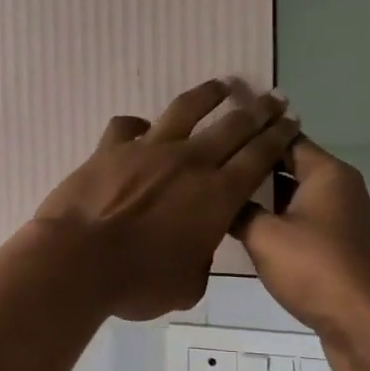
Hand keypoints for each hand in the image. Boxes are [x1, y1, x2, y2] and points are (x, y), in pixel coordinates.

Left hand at [32, 80, 300, 321]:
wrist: (78, 260)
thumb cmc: (138, 282)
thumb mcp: (186, 285)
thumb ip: (201, 260)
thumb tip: (197, 247)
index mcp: (218, 195)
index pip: (258, 157)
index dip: (278, 137)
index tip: (291, 121)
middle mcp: (189, 162)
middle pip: (233, 126)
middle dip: (259, 111)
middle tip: (274, 98)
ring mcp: (149, 149)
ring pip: (186, 110)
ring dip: (209, 95)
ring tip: (224, 85)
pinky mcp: (112, 148)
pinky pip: (128, 126)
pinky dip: (138, 124)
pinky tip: (142, 126)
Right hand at [233, 138, 369, 370]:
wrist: (365, 325)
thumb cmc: (315, 268)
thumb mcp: (263, 236)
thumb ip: (238, 210)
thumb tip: (218, 198)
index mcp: (327, 172)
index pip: (284, 137)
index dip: (252, 133)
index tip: (218, 133)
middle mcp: (339, 187)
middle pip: (290, 165)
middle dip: (254, 167)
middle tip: (211, 166)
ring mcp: (342, 218)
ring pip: (295, 196)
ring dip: (264, 198)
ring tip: (221, 195)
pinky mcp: (339, 246)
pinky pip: (303, 222)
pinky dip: (278, 222)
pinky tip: (246, 230)